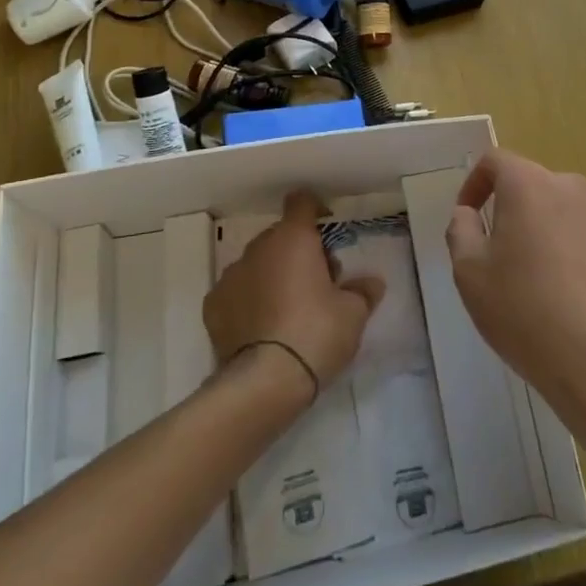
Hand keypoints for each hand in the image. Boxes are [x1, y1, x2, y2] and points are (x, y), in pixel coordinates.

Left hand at [204, 191, 383, 400]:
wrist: (264, 383)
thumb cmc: (315, 334)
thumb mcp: (353, 314)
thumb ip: (363, 292)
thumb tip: (372, 283)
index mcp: (293, 238)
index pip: (301, 202)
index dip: (314, 210)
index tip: (326, 230)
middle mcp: (259, 248)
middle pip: (280, 236)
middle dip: (297, 252)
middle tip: (317, 284)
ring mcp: (231, 275)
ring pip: (257, 264)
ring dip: (271, 275)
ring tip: (287, 310)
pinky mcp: (213, 306)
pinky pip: (236, 292)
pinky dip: (248, 301)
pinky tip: (261, 328)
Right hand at [446, 150, 585, 427]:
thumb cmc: (524, 311)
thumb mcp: (469, 272)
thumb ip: (461, 229)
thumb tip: (468, 213)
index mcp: (528, 184)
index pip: (495, 160)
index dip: (475, 183)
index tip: (469, 217)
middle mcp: (571, 185)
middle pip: (532, 184)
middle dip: (513, 210)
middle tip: (501, 255)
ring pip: (564, 209)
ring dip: (547, 228)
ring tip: (540, 275)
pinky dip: (578, 248)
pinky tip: (574, 290)